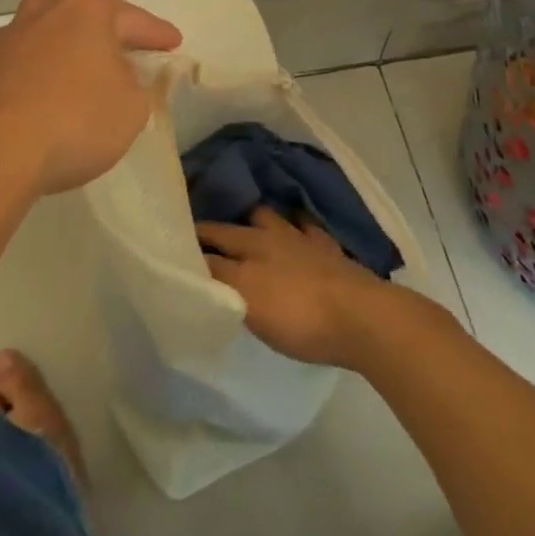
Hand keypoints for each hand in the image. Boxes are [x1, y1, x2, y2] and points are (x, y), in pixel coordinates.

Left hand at [0, 0, 182, 196]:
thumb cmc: (76, 120)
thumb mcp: (133, 106)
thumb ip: (138, 83)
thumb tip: (121, 76)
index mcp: (87, 9)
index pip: (135, 20)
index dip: (158, 35)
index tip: (174, 43)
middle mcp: (45, 9)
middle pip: (89, 22)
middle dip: (111, 40)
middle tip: (133, 58)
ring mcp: (10, 35)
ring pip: (55, 41)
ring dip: (74, 57)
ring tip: (91, 80)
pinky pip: (31, 65)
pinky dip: (47, 77)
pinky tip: (54, 99)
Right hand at [199, 208, 394, 367]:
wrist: (360, 317)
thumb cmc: (298, 317)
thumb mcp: (248, 305)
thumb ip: (219, 283)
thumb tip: (192, 266)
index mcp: (248, 249)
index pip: (211, 242)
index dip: (192, 241)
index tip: (174, 240)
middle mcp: (270, 237)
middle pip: (236, 227)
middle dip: (217, 226)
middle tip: (201, 229)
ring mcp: (303, 241)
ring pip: (272, 218)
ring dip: (256, 218)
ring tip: (246, 221)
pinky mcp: (330, 250)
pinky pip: (308, 229)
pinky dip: (298, 226)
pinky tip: (296, 228)